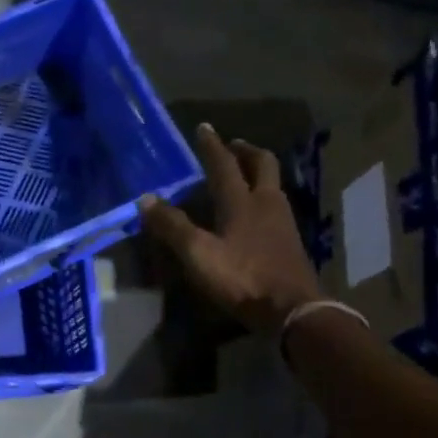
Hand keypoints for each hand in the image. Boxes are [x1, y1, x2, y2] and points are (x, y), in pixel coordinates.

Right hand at [139, 123, 322, 334]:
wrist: (292, 309)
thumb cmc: (242, 277)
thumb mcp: (198, 254)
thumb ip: (173, 226)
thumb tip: (146, 199)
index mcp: (242, 201)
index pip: (224, 165)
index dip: (212, 146)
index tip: (204, 128)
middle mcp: (267, 203)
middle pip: (262, 165)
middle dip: (246, 151)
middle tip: (232, 146)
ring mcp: (283, 222)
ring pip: (273, 185)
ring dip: (258, 173)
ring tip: (243, 176)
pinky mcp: (290, 242)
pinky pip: (276, 206)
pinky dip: (264, 198)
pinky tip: (255, 212)